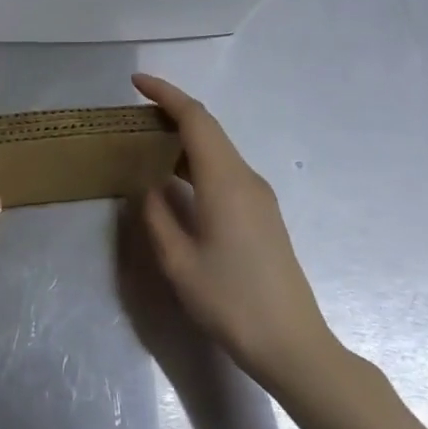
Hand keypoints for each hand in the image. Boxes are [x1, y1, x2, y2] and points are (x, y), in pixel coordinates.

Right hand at [134, 74, 338, 388]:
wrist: (293, 345)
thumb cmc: (231, 302)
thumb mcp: (178, 263)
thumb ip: (157, 216)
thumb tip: (148, 187)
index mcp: (224, 181)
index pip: (195, 118)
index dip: (165, 94)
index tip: (136, 82)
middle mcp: (245, 178)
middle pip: (208, 127)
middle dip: (172, 110)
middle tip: (134, 113)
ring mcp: (258, 195)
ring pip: (218, 148)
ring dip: (184, 137)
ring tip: (148, 143)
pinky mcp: (262, 213)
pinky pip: (225, 169)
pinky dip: (197, 160)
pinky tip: (176, 179)